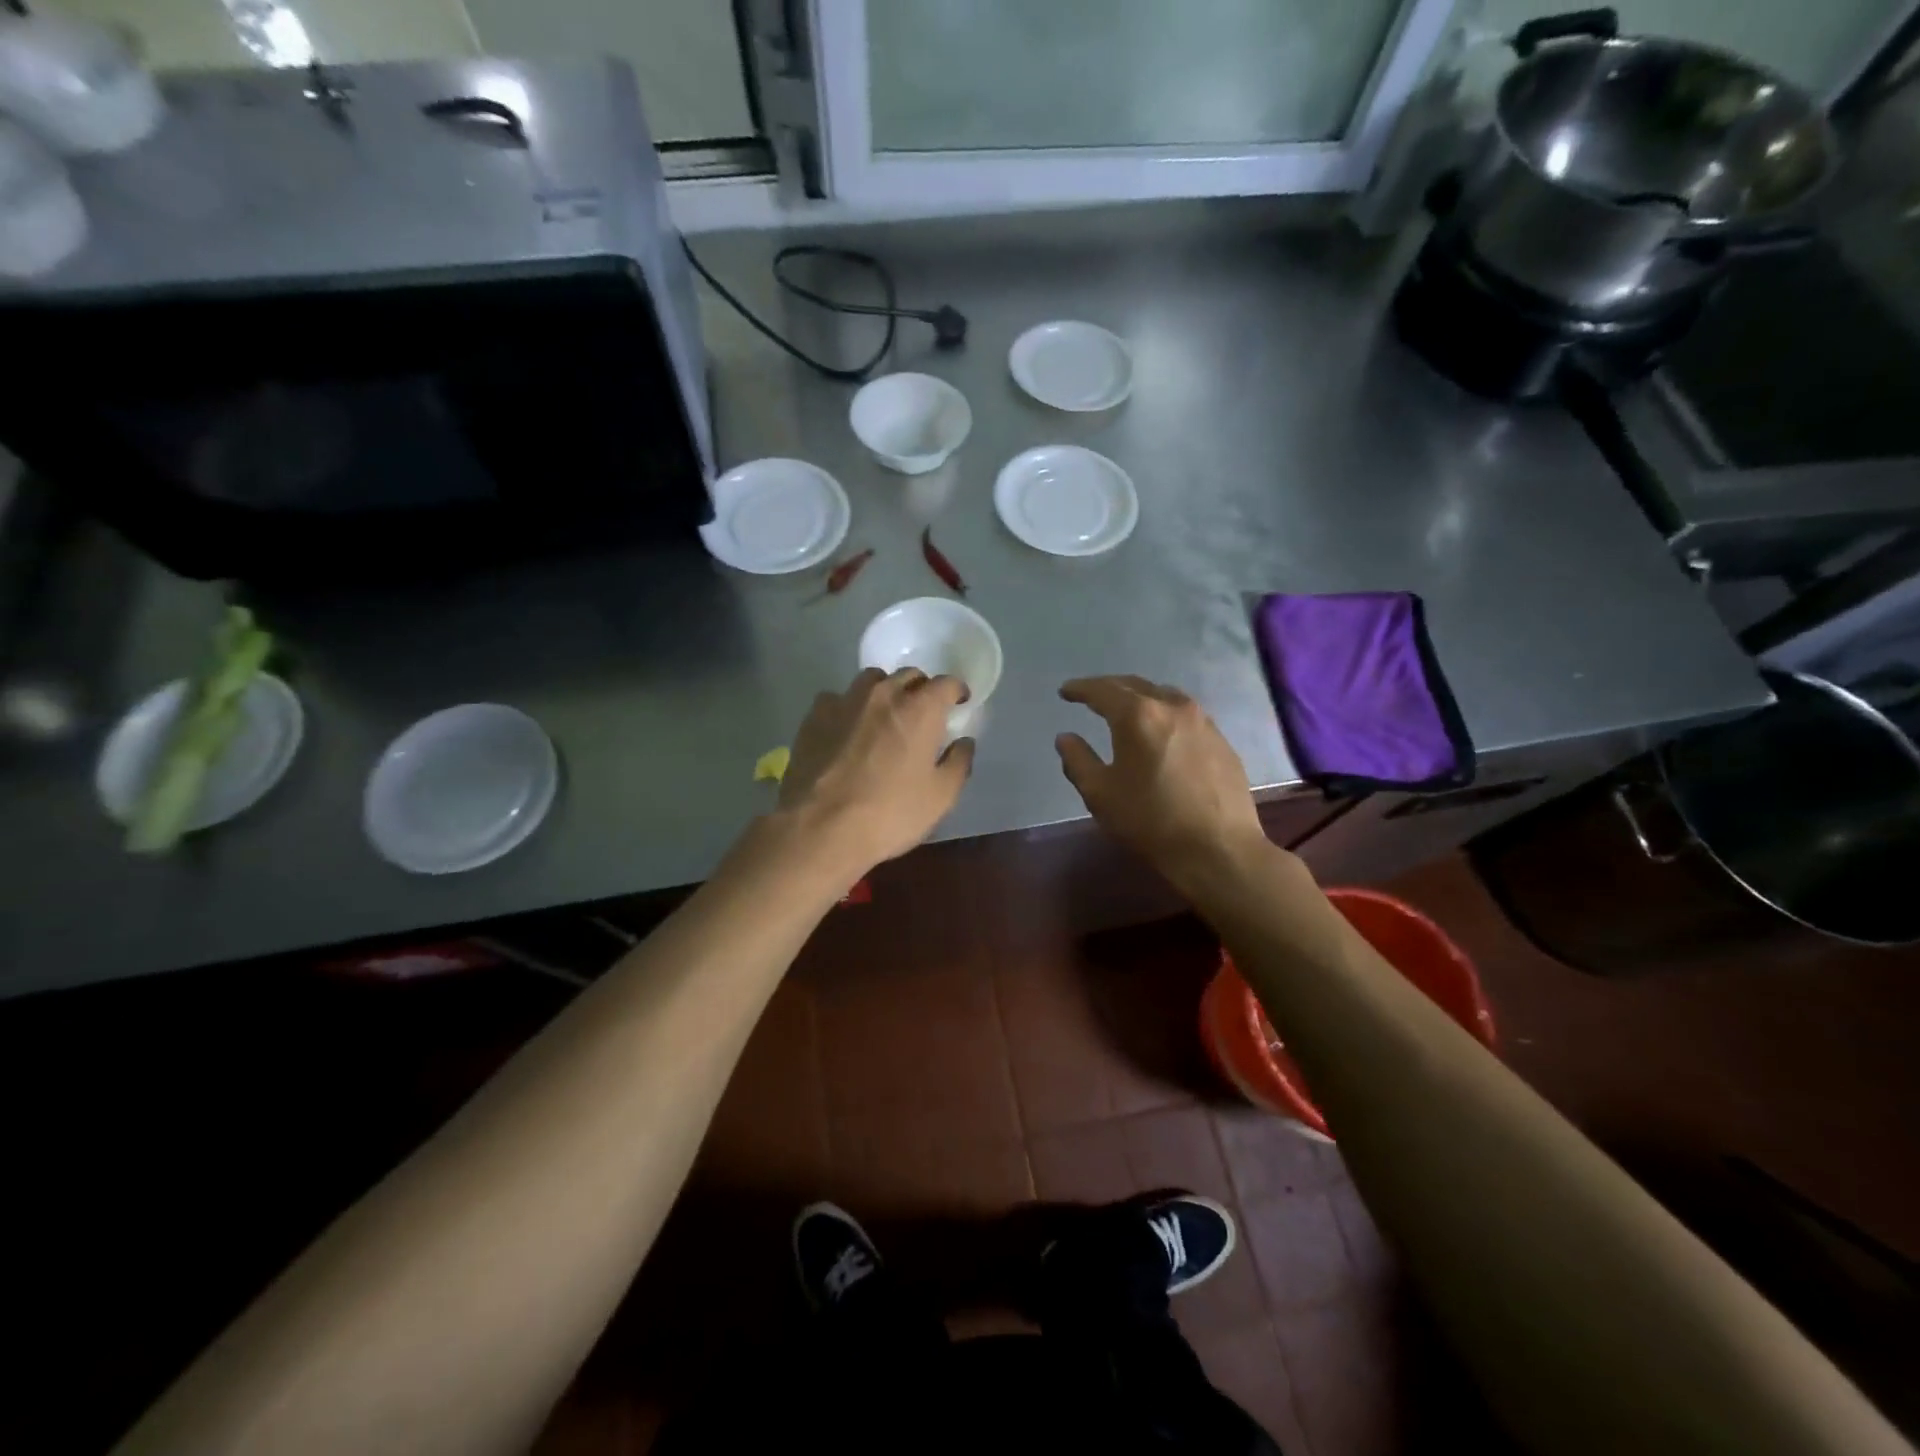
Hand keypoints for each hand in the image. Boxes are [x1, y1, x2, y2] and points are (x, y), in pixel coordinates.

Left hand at [779, 667, 974, 873]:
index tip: (959, 702)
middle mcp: (884, 695)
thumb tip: (964, 742)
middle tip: (923, 713)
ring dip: (885, 691)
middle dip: (921, 689)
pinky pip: (837, 698)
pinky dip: (849, 707)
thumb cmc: (890, 813)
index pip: (946, 683)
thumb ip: (958, 763)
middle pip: (908, 676)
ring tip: (884, 715)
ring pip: (871, 680)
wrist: (821, 828)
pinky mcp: (814, 716)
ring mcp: (845, 701)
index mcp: (920, 710)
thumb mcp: (940, 797)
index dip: (956, 691)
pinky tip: (847, 728)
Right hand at [1056, 675, 1268, 884]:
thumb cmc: (1151, 821)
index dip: (1080, 689)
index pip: (1102, 690)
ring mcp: (1202, 721)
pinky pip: (1185, 715)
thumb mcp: (1100, 794)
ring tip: (1126, 709)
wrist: (1218, 849)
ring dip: (1140, 697)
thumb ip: (1078, 760)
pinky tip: (1160, 732)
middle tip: (1091, 696)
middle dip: (1109, 688)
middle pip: (1135, 685)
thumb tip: (1066, 738)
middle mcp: (1172, 706)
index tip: (1065, 691)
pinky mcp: (1221, 740)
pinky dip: (1164, 714)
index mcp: (1138, 715)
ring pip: (1164, 695)